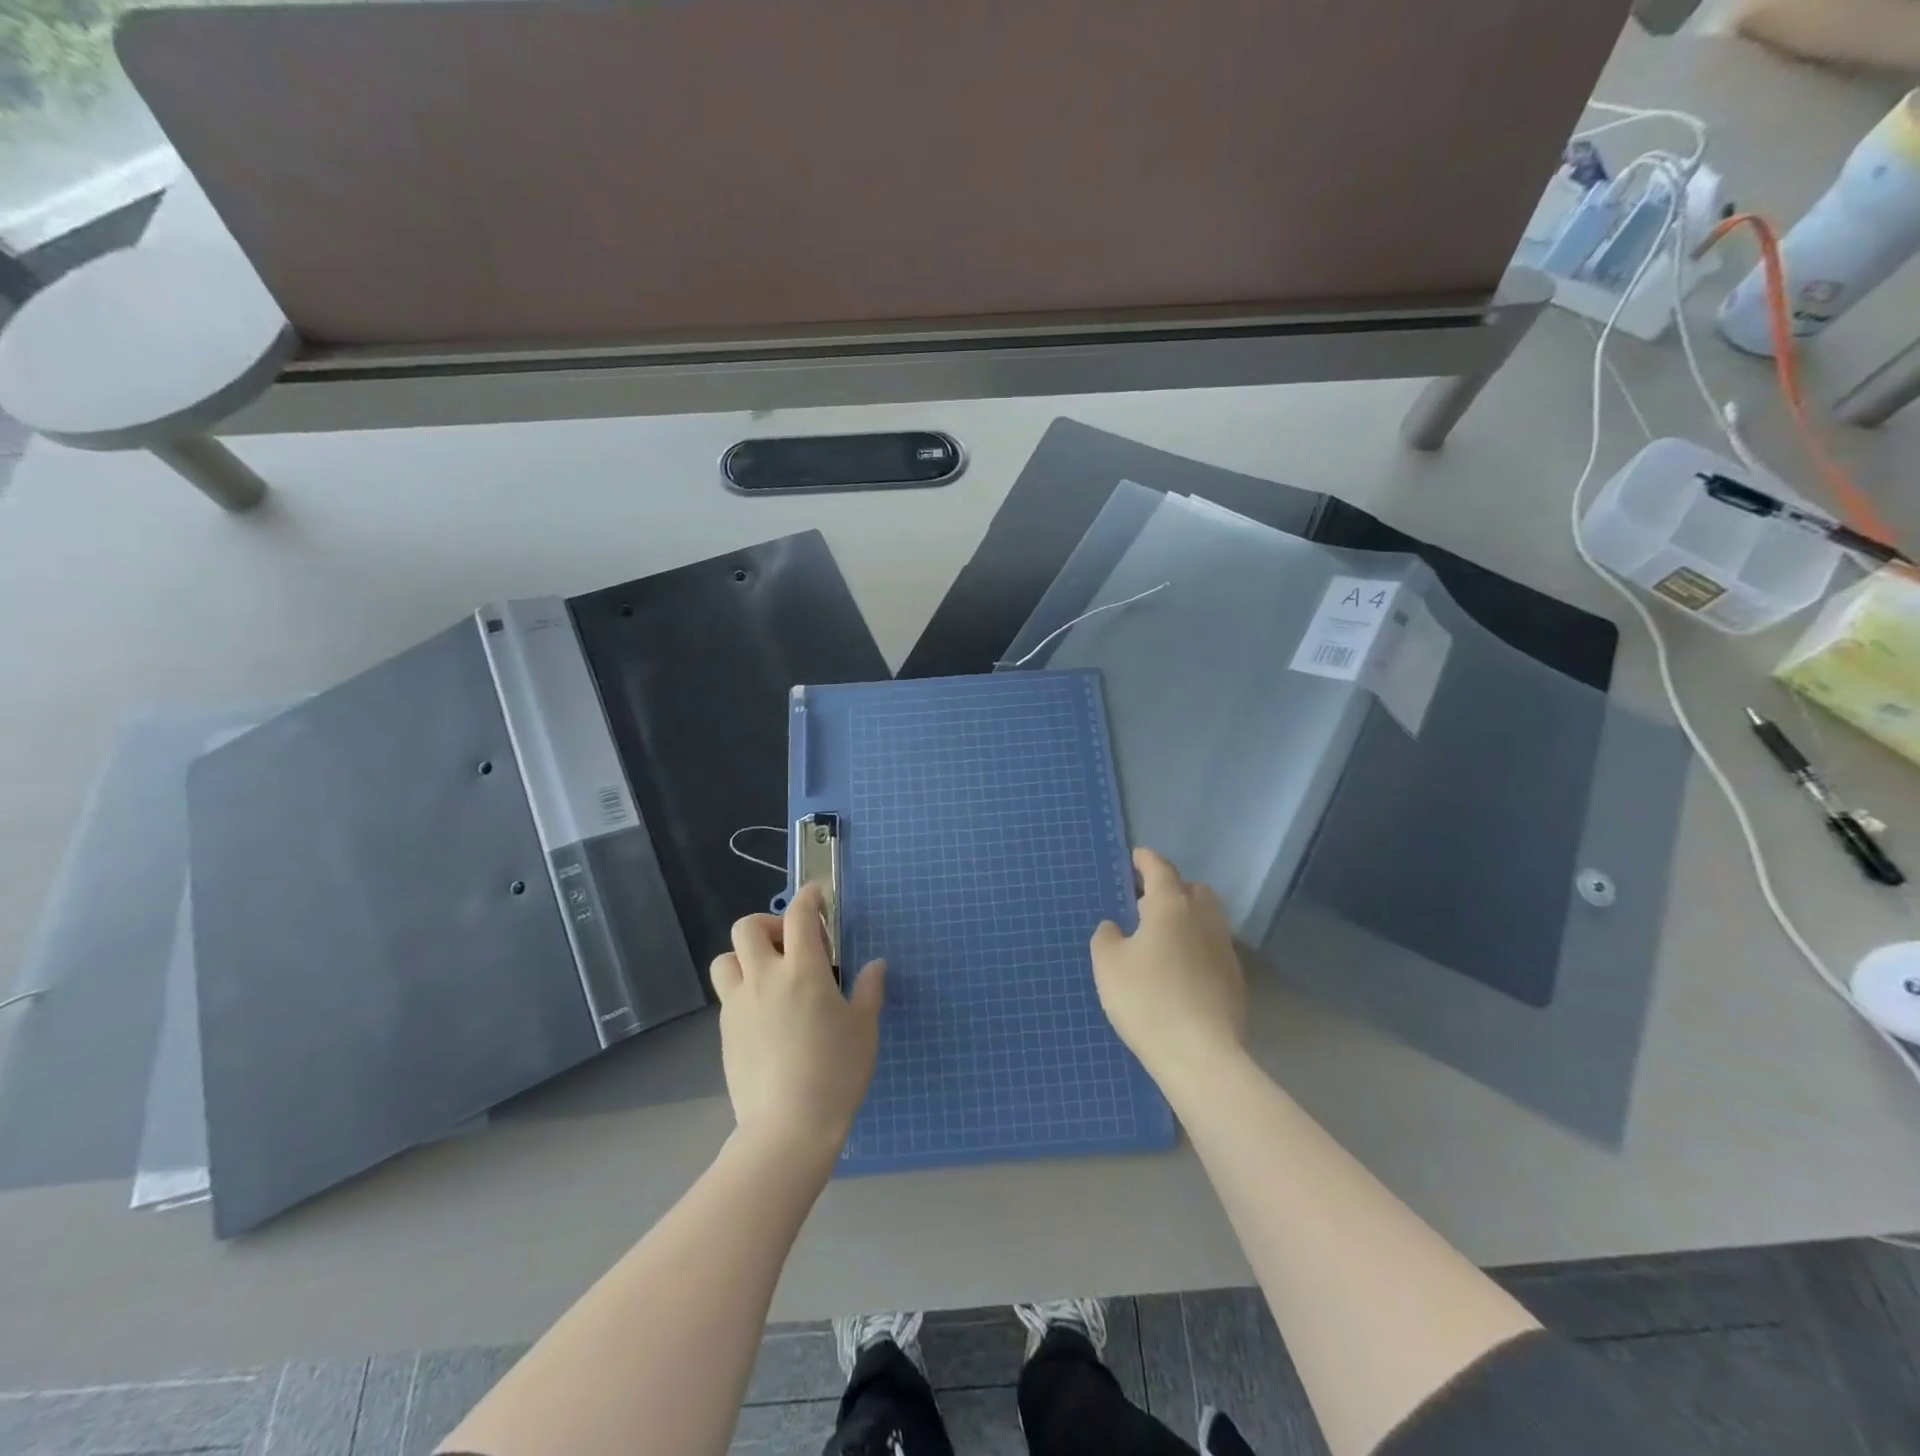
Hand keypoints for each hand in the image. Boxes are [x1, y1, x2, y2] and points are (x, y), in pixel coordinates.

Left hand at [711, 884, 885, 1163]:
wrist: (788, 1128)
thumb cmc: (836, 1073)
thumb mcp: (864, 1028)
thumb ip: (868, 990)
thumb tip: (875, 964)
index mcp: (803, 971)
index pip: (799, 916)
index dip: (808, 897)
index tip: (816, 896)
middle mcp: (764, 979)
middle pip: (747, 927)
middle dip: (769, 923)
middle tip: (792, 943)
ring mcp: (739, 1006)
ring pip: (726, 959)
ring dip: (745, 956)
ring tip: (770, 975)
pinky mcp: (726, 1032)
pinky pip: (728, 995)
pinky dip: (744, 989)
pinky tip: (766, 1014)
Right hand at [1090, 848, 1246, 1084]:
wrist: (1200, 1055)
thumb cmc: (1146, 1000)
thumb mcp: (1108, 965)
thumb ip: (1106, 937)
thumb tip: (1116, 927)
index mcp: (1170, 906)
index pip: (1160, 869)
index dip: (1146, 860)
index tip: (1135, 857)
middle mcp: (1203, 919)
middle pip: (1192, 889)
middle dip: (1172, 888)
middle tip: (1146, 904)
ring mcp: (1224, 949)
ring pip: (1207, 918)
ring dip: (1187, 918)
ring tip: (1161, 938)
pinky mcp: (1235, 979)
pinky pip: (1213, 947)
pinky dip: (1196, 946)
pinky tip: (1179, 970)